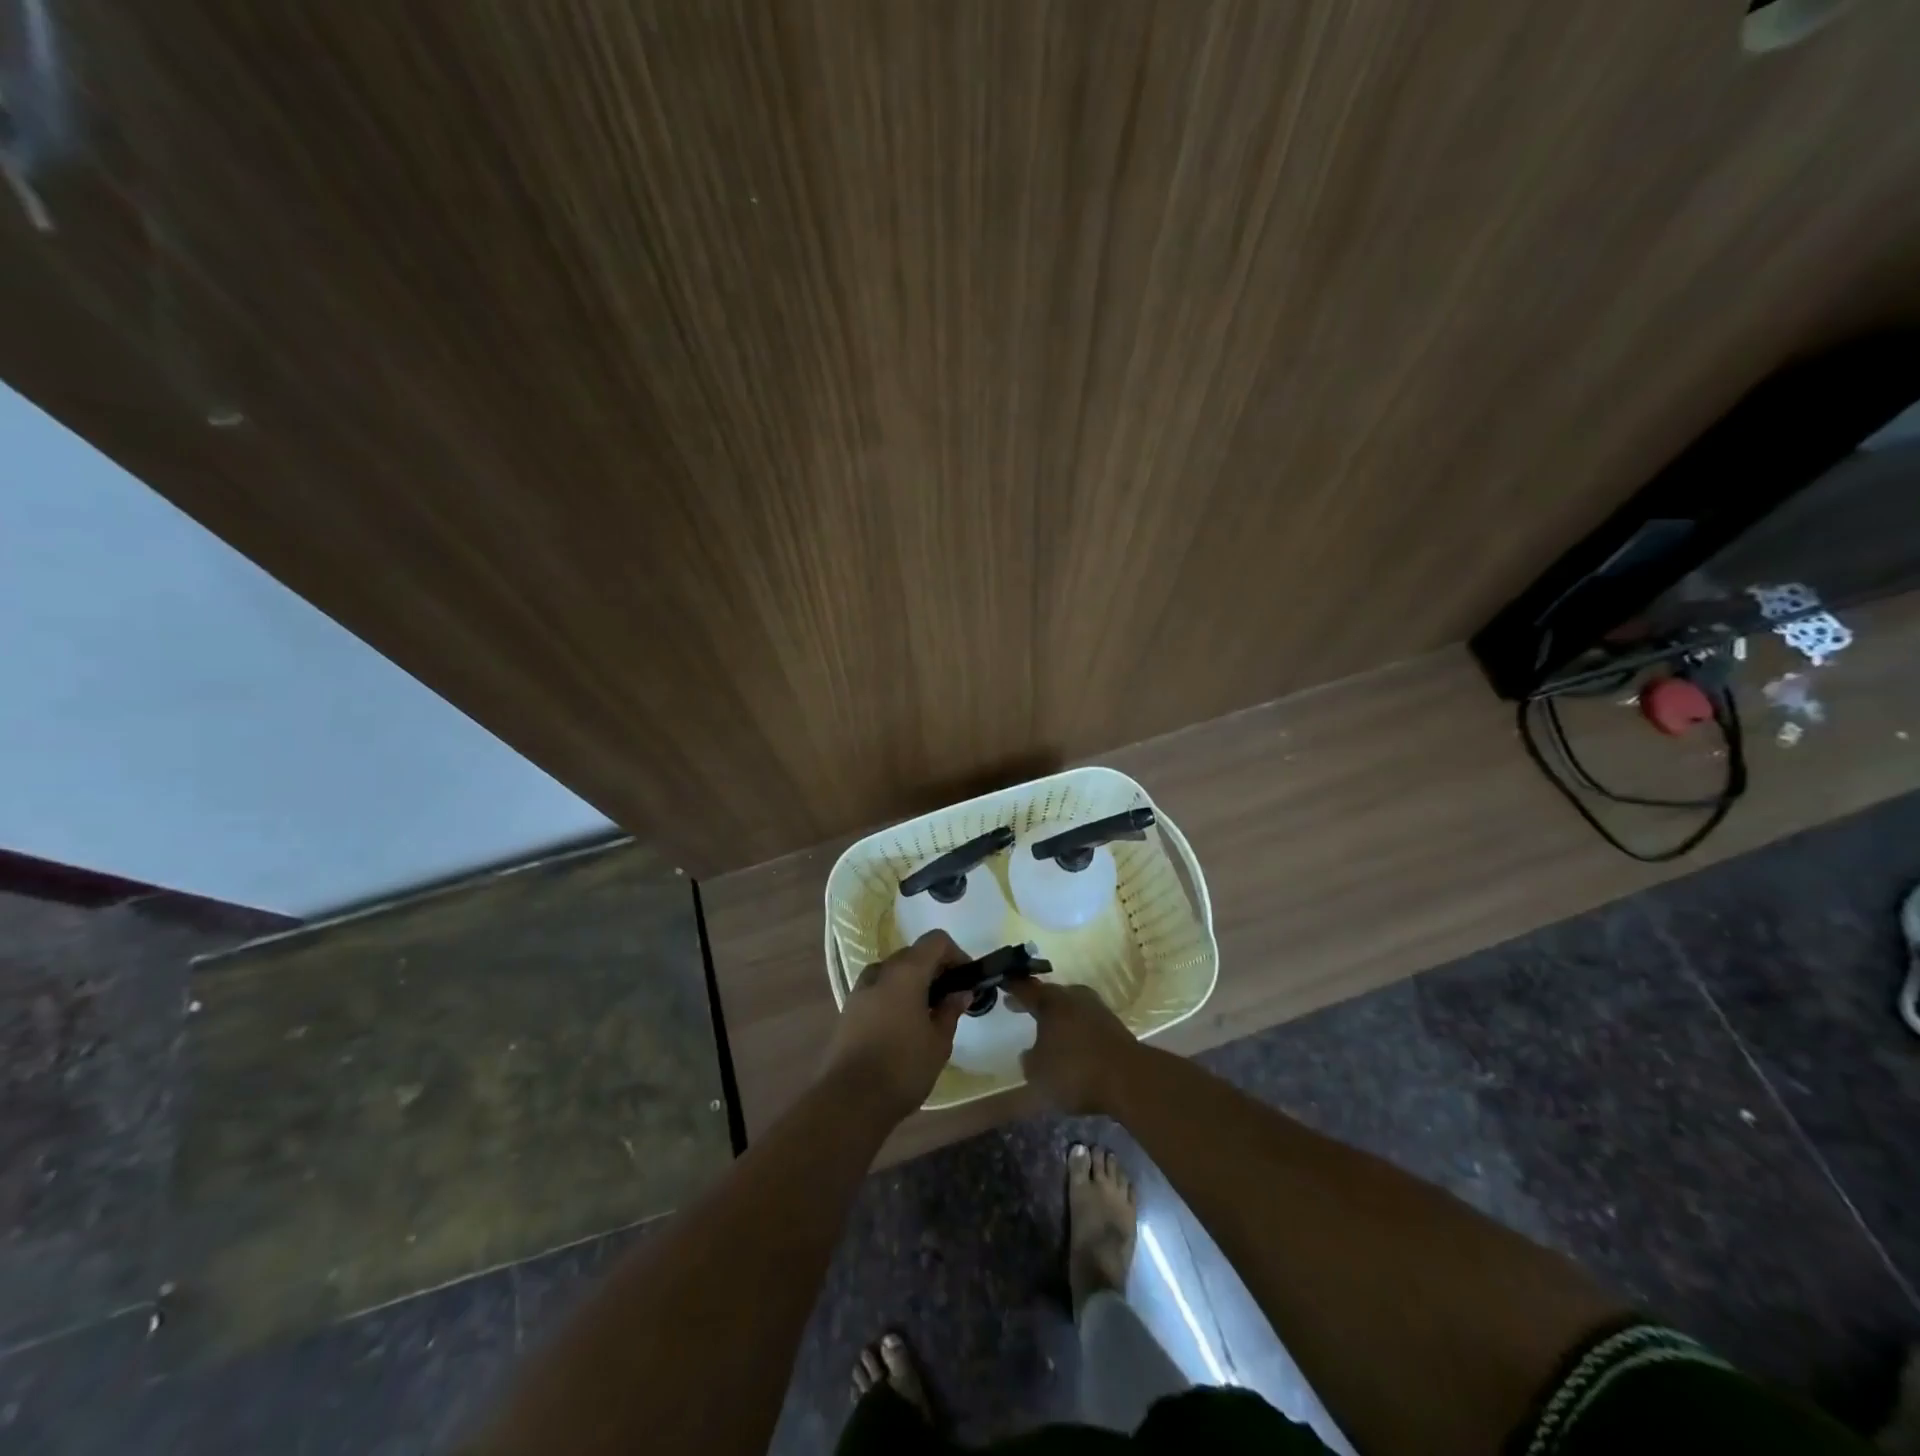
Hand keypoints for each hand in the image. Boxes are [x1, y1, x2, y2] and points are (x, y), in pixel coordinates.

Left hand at [823, 931, 971, 1120]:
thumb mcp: (939, 1041)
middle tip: (952, 998)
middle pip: (913, 954)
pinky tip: (905, 1026)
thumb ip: (950, 1010)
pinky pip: (879, 990)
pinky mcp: (849, 1008)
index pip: (935, 941)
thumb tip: (961, 993)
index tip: (967, 979)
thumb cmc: (903, 1067)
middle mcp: (880, 971)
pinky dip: (896, 996)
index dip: (956, 953)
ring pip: (894, 972)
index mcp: (905, 972)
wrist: (850, 1100)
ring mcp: (860, 989)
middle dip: (935, 969)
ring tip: (929, 1014)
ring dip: (914, 983)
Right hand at [1003, 978, 1141, 1115]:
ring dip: (1059, 1016)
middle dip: (1036, 1001)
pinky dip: (1075, 1029)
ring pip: (1070, 1007)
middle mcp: (1073, 997)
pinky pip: (1086, 1021)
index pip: (1026, 989)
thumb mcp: (1038, 1073)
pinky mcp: (1114, 1026)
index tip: (1002, 983)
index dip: (1013, 987)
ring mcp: (1097, 1009)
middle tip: (1022, 1006)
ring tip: (1048, 1029)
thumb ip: (1029, 1060)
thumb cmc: (1074, 1071)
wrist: (1128, 1079)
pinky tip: (1072, 1044)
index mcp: (1051, 1002)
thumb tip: (1030, 1053)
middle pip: (1051, 995)